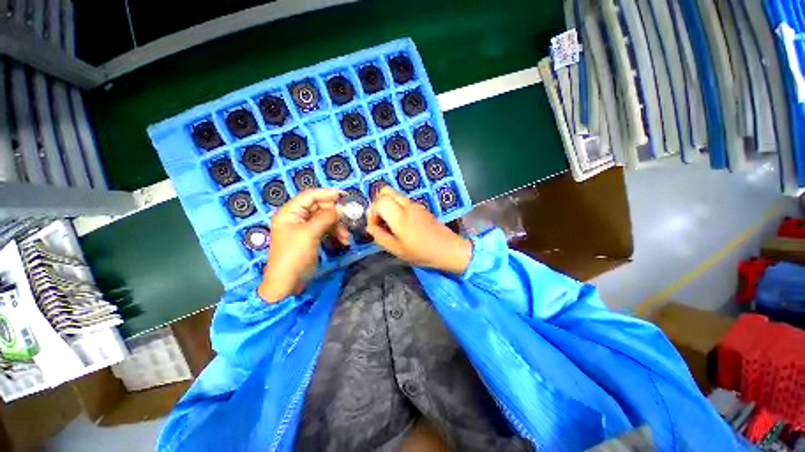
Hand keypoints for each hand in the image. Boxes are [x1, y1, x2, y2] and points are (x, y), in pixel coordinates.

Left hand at [258, 189, 348, 302]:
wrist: (287, 283)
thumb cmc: (294, 255)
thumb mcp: (310, 234)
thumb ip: (325, 217)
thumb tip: (338, 208)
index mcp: (290, 212)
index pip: (310, 196)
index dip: (327, 193)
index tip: (344, 196)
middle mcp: (296, 217)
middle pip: (319, 207)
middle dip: (335, 214)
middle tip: (349, 218)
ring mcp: (304, 228)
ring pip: (325, 219)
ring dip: (337, 226)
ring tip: (346, 237)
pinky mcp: (311, 238)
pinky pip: (325, 229)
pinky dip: (335, 233)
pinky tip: (343, 241)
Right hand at [366, 186, 471, 273]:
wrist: (448, 249)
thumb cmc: (422, 252)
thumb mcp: (397, 250)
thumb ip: (380, 237)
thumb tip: (370, 227)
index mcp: (399, 216)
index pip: (379, 201)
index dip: (372, 212)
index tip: (375, 226)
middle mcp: (406, 205)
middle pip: (385, 191)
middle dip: (377, 203)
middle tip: (379, 220)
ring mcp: (415, 204)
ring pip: (394, 195)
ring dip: (387, 205)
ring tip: (389, 223)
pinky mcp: (421, 207)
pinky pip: (403, 200)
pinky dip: (396, 207)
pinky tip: (401, 223)